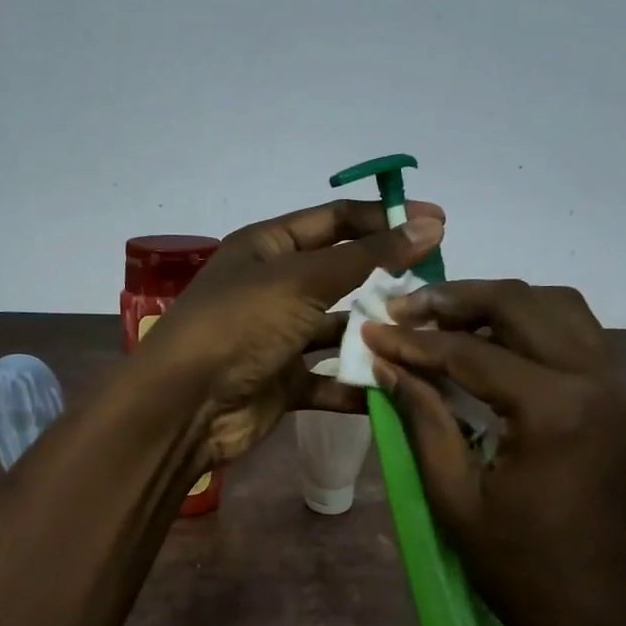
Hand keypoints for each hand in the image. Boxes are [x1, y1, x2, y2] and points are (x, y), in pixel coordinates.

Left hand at [131, 198, 444, 465]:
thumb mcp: (303, 280)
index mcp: (268, 247)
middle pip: (341, 276)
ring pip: (339, 330)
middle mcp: (274, 288)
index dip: (384, 219)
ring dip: (377, 334)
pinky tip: (400, 385)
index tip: (439, 224)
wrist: (186, 406)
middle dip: (387, 281)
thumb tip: (429, 222)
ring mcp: (279, 338)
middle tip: (439, 288)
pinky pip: (331, 379)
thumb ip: (368, 256)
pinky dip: (359, 384)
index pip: (335, 221)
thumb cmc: (240, 325)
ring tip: (428, 337)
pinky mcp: (286, 383)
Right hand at [361, 280, 625, 625]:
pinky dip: (533, 327)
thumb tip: (389, 366)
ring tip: (445, 318)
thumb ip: (424, 421)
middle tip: (405, 307)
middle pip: (522, 304)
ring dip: (500, 304)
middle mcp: (600, 379)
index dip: (413, 341)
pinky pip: (579, 338)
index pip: (471, 352)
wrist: (613, 619)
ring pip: (559, 309)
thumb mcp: (457, 500)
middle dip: (456, 299)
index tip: (370, 327)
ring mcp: (623, 387)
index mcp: (556, 409)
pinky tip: (494, 343)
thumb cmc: (525, 571)